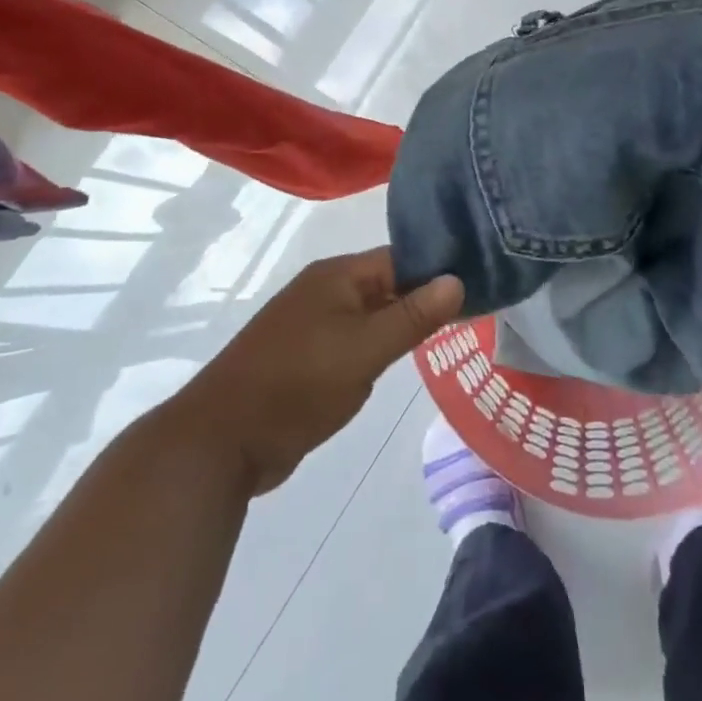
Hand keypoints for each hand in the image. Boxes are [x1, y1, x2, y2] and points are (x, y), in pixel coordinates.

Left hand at [167, 251, 463, 496]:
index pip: (401, 259)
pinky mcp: (307, 358)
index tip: (478, 287)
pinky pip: (354, 343)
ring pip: (372, 317)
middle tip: (474, 314)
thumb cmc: (298, 384)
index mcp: (337, 276)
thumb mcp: (365, 349)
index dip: (438, 271)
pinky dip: (378, 349)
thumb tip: (457, 279)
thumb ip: (413, 316)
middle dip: (424, 300)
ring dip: (401, 327)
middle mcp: (325, 291)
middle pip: (387, 285)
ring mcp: (313, 325)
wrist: (222, 441)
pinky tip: (401, 362)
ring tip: (450, 336)